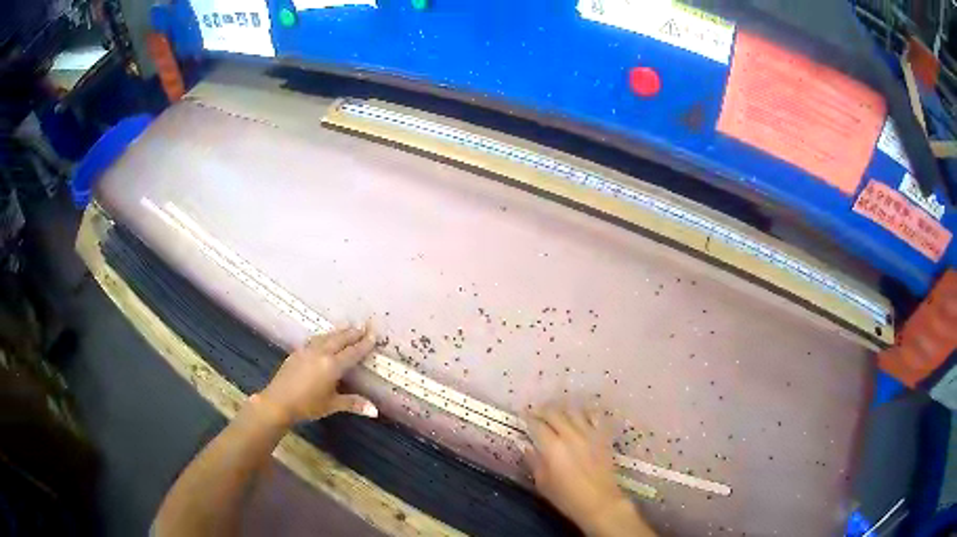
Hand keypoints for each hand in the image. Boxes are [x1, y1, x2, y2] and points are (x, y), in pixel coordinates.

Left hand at [258, 323, 378, 424]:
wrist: (278, 401)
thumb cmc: (308, 405)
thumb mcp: (332, 405)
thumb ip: (353, 404)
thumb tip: (375, 411)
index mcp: (332, 365)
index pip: (352, 352)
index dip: (364, 344)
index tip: (374, 334)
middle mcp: (321, 353)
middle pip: (340, 339)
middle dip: (353, 333)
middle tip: (364, 325)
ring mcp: (307, 351)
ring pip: (326, 337)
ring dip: (338, 331)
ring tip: (347, 325)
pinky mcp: (297, 352)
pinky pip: (315, 340)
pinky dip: (324, 336)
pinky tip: (324, 337)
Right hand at [523, 405, 653, 536]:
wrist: (599, 502)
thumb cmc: (566, 497)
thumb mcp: (543, 483)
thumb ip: (534, 462)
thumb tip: (527, 447)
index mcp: (552, 447)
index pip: (537, 425)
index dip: (528, 418)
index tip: (523, 416)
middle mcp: (570, 435)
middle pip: (554, 413)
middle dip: (543, 410)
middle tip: (536, 412)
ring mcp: (589, 434)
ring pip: (574, 411)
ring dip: (562, 409)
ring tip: (557, 412)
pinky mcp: (602, 437)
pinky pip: (595, 417)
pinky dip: (586, 413)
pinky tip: (582, 415)